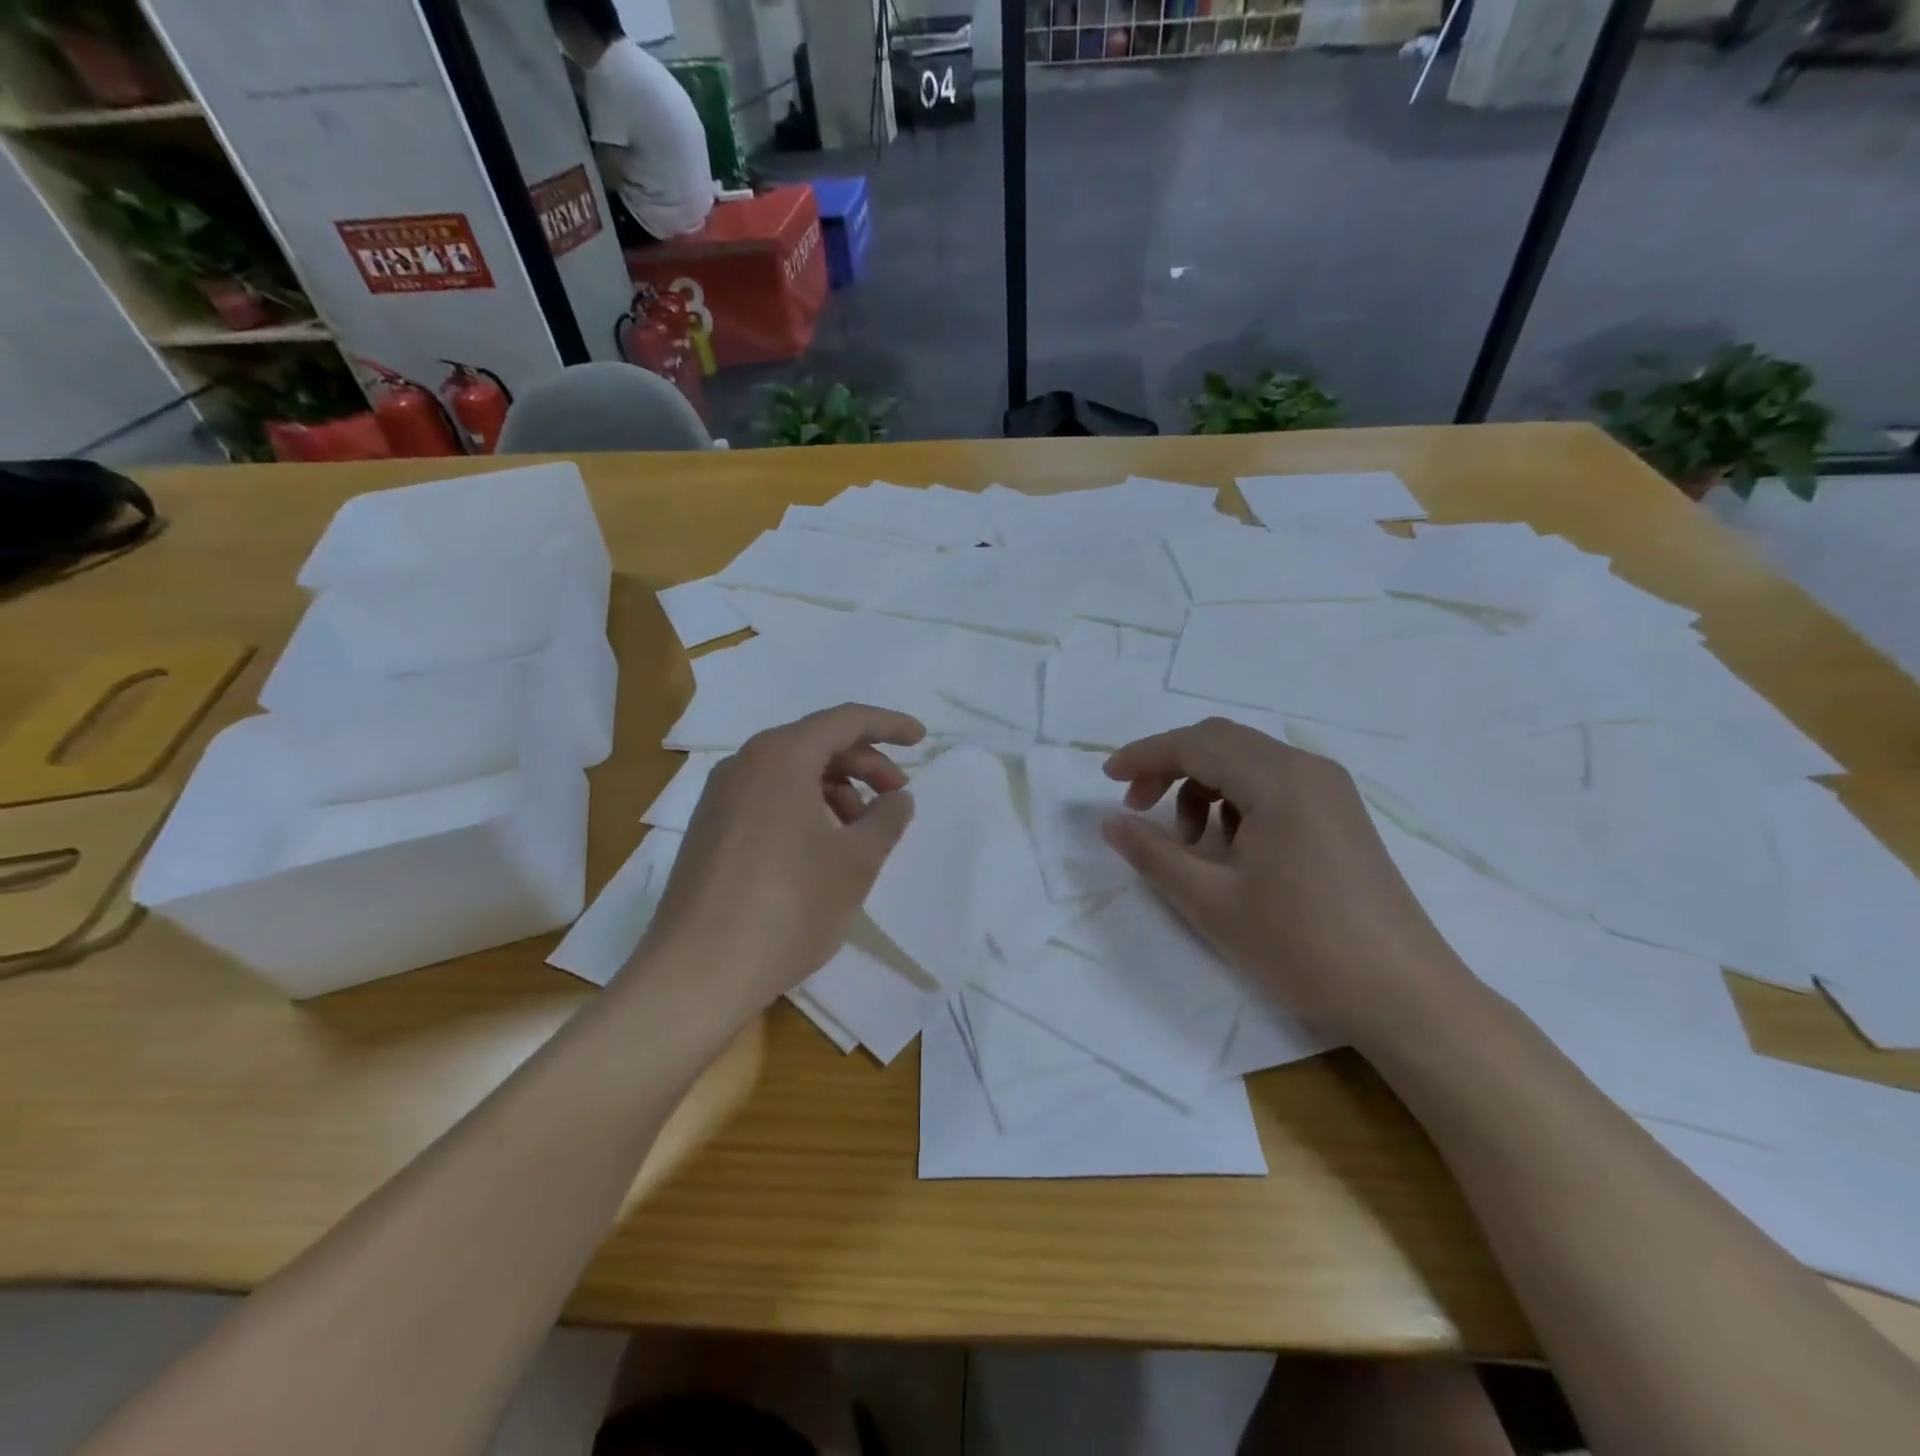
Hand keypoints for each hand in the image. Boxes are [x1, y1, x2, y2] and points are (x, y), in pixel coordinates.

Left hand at [635, 705, 923, 1016]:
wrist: (697, 973)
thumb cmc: (788, 907)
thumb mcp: (856, 862)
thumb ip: (887, 818)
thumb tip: (898, 797)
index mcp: (780, 757)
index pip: (845, 720)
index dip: (889, 724)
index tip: (921, 738)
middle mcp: (744, 764)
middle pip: (817, 744)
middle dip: (865, 764)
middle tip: (896, 798)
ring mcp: (720, 797)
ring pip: (792, 773)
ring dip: (836, 790)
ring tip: (861, 833)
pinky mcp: (709, 829)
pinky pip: (768, 798)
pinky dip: (805, 808)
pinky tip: (822, 849)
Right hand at [1101, 718, 1474, 1050]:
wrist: (1404, 996)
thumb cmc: (1301, 945)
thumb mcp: (1210, 901)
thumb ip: (1152, 853)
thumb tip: (1110, 821)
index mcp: (1278, 779)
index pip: (1195, 744)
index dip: (1144, 755)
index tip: (1106, 780)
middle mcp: (1307, 769)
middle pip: (1221, 742)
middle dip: (1171, 767)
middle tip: (1138, 808)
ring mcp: (1331, 791)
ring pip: (1247, 763)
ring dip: (1203, 787)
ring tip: (1187, 842)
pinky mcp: (1341, 815)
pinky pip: (1274, 786)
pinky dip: (1236, 802)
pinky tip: (1230, 849)